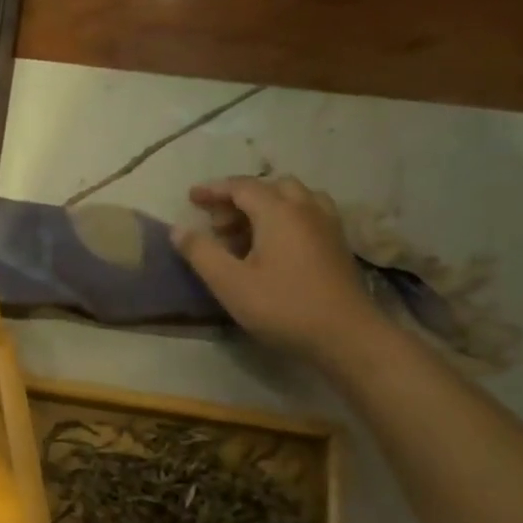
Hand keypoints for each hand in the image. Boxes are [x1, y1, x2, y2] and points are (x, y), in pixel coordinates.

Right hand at [173, 176, 375, 360]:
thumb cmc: (282, 306)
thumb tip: (178, 229)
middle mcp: (307, 209)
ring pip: (295, 198)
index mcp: (279, 213)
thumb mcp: (229, 282)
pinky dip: (286, 217)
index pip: (242, 187)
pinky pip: (309, 214)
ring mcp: (328, 226)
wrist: (345, 335)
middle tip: (217, 222)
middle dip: (241, 197)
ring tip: (246, 231)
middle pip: (272, 187)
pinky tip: (274, 244)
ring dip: (267, 205)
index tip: (191, 197)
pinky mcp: (338, 244)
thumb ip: (201, 252)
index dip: (214, 190)